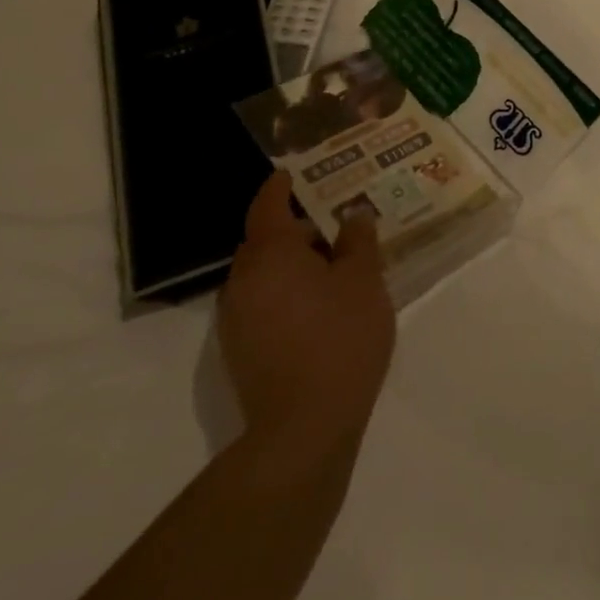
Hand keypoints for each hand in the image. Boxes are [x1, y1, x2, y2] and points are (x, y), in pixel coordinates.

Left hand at [217, 172, 395, 460]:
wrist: (303, 427)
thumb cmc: (340, 339)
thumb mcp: (364, 282)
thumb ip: (358, 241)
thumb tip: (353, 215)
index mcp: (269, 253)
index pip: (267, 204)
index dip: (281, 186)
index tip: (294, 172)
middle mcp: (242, 279)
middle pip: (265, 240)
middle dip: (297, 229)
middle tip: (336, 226)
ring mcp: (235, 317)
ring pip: (264, 274)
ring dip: (292, 264)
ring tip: (334, 269)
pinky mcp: (239, 349)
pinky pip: (262, 302)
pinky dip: (286, 293)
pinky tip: (318, 309)